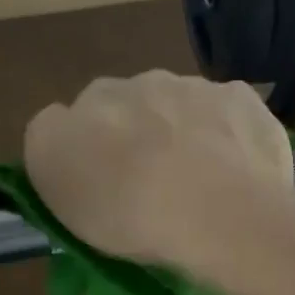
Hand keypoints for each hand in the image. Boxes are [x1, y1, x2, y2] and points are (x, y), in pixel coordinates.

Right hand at [24, 71, 294, 273]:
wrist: (220, 213)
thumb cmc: (129, 212)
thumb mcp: (57, 190)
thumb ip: (51, 146)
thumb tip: (65, 127)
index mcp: (90, 101)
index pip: (75, 116)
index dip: (89, 150)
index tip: (103, 187)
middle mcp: (139, 81)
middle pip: (132, 107)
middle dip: (139, 135)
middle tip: (151, 187)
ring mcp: (195, 86)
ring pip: (181, 106)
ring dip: (184, 132)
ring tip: (198, 184)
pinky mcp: (243, 99)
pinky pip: (227, 112)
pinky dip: (228, 135)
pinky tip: (235, 171)